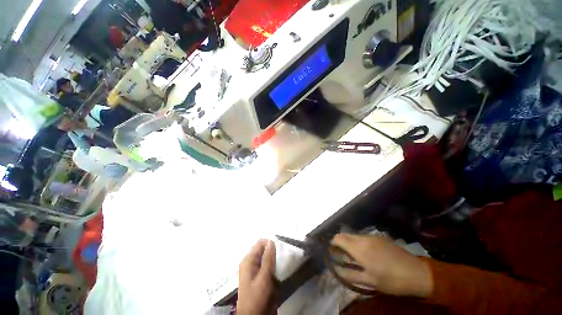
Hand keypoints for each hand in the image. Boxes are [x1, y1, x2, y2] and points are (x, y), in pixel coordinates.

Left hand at [237, 240, 276, 314]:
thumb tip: (272, 241)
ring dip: (274, 258)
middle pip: (263, 249)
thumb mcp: (263, 278)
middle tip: (282, 256)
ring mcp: (254, 269)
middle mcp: (250, 262)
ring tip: (281, 262)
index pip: (260, 243)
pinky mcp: (258, 276)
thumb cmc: (256, 298)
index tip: (281, 248)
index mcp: (248, 260)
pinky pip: (266, 265)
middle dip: (273, 251)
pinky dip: (272, 265)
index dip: (270, 243)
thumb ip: (268, 259)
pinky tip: (278, 269)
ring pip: (266, 257)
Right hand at [332, 234, 432, 297]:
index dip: (333, 243)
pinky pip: (363, 237)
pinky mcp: (380, 237)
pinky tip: (367, 253)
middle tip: (342, 255)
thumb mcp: (369, 281)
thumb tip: (336, 269)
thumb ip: (349, 274)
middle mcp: (363, 238)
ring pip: (354, 235)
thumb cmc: (391, 280)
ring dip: (350, 243)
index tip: (332, 252)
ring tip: (354, 256)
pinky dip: (359, 242)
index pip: (338, 238)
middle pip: (345, 235)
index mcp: (359, 248)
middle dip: (340, 243)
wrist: (417, 273)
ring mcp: (372, 236)